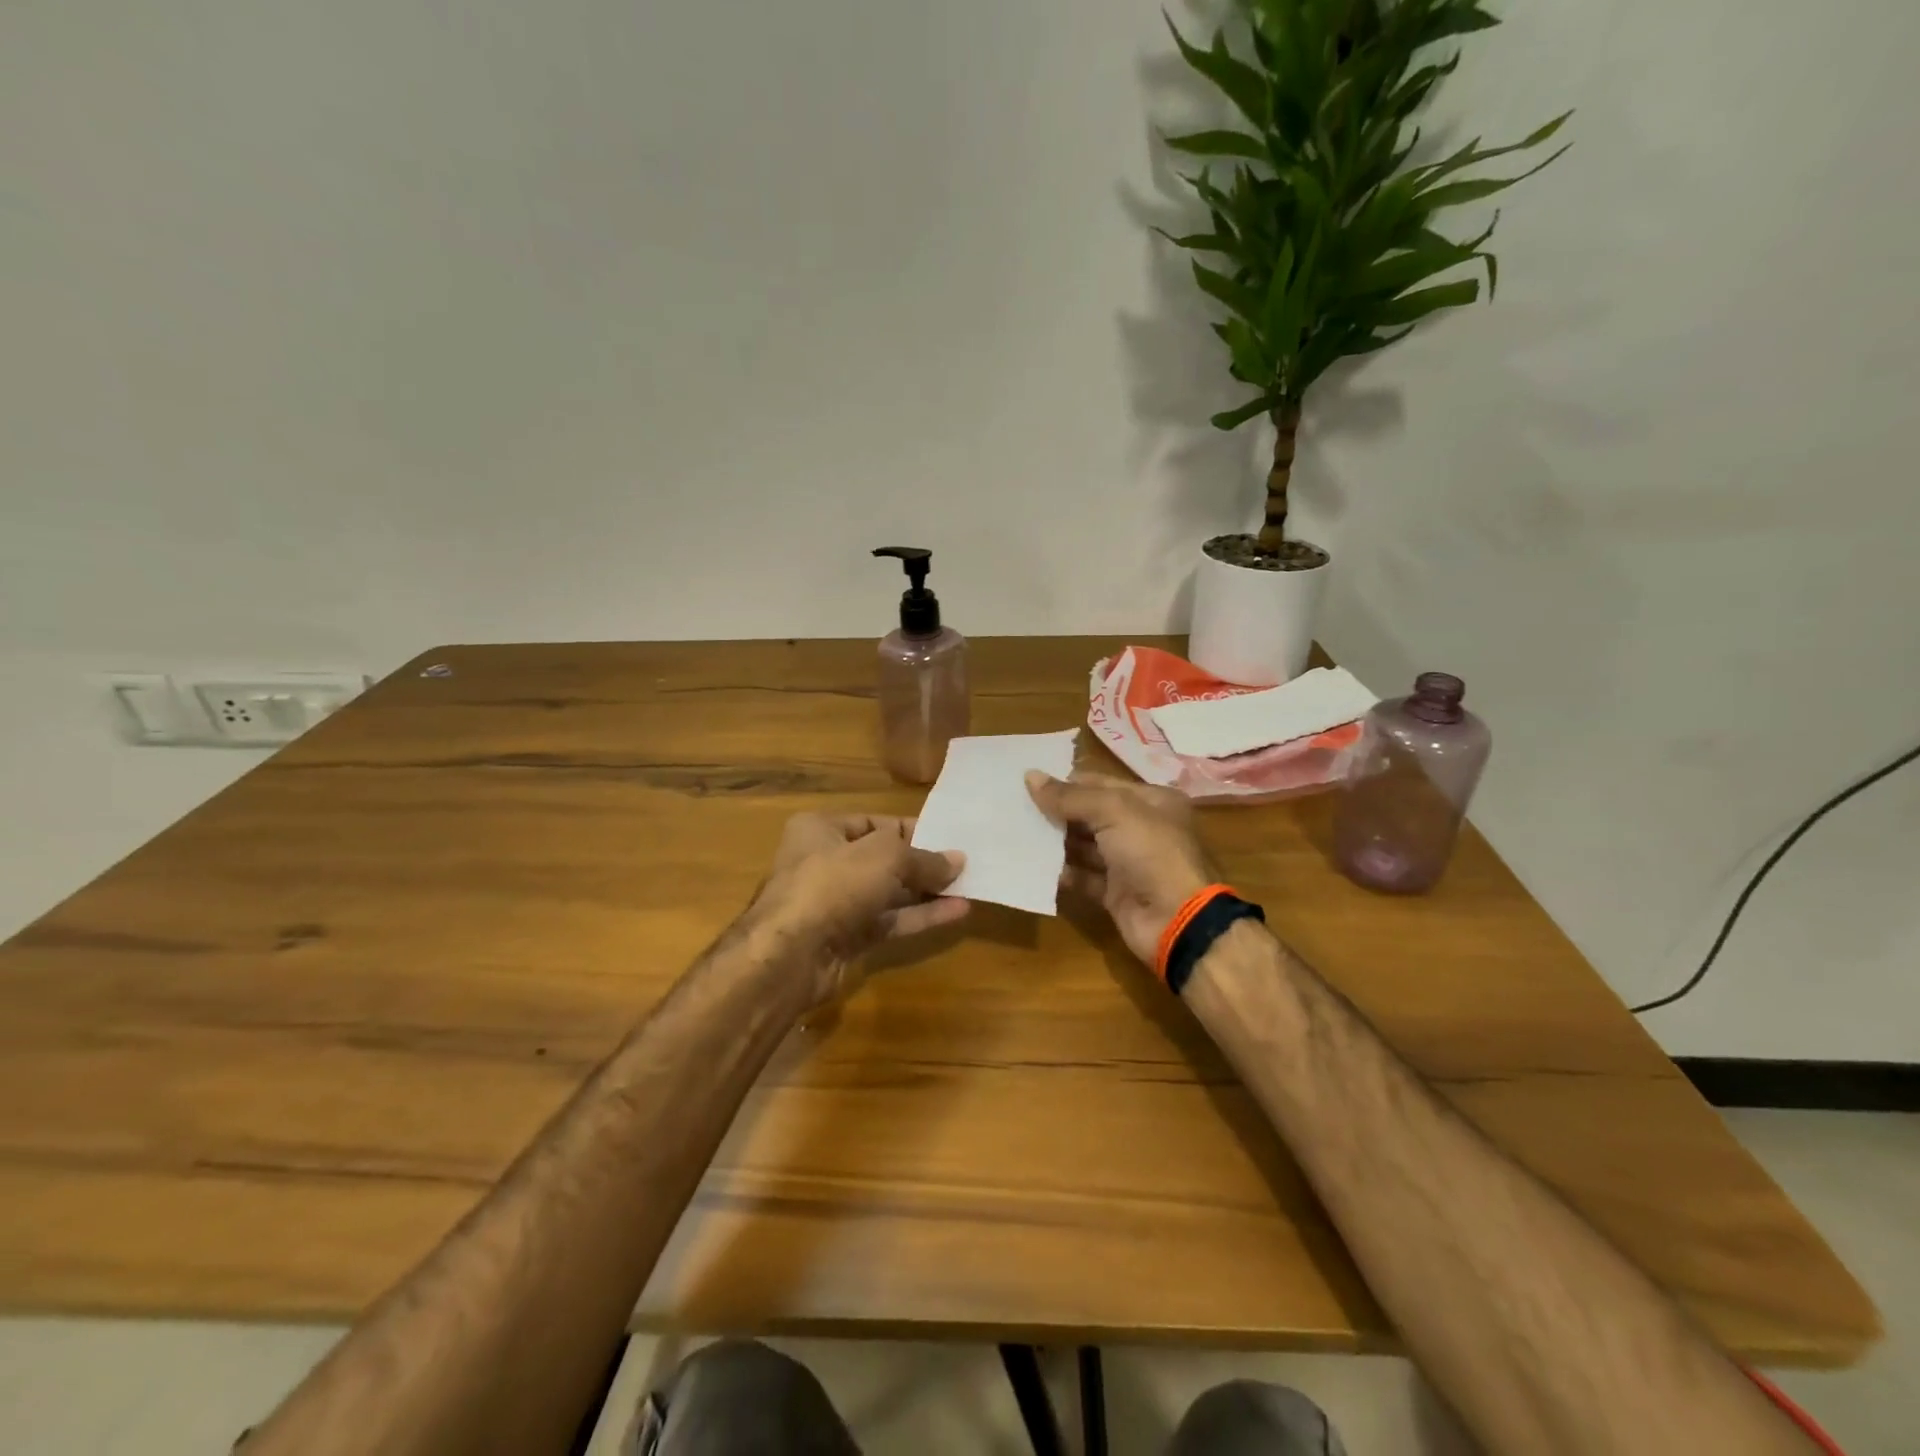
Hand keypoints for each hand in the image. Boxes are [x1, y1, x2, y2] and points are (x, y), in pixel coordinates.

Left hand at [747, 813, 968, 1005]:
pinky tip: (956, 912)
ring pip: (888, 893)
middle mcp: (824, 862)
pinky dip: (919, 917)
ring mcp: (834, 903)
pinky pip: (889, 921)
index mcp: (821, 829)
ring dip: (926, 891)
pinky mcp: (845, 938)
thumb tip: (958, 860)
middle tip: (964, 864)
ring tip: (968, 886)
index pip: (874, 823)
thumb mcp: (885, 857)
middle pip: (883, 859)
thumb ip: (923, 858)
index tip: (948, 836)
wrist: (790, 954)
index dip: (912, 829)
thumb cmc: (833, 883)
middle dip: (922, 863)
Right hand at [1025, 771, 1218, 966]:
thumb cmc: (1151, 853)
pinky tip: (1035, 866)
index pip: (1101, 783)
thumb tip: (1030, 776)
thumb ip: (1070, 796)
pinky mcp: (1116, 892)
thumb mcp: (1114, 812)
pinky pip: (1084, 877)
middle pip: (1091, 814)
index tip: (1028, 783)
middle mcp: (1141, 828)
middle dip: (1057, 811)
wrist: (1177, 920)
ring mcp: (1129, 863)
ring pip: (1085, 846)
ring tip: (1018, 834)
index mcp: (1151, 801)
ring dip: (1056, 841)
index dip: (1067, 782)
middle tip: (1016, 808)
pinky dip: (1063, 872)